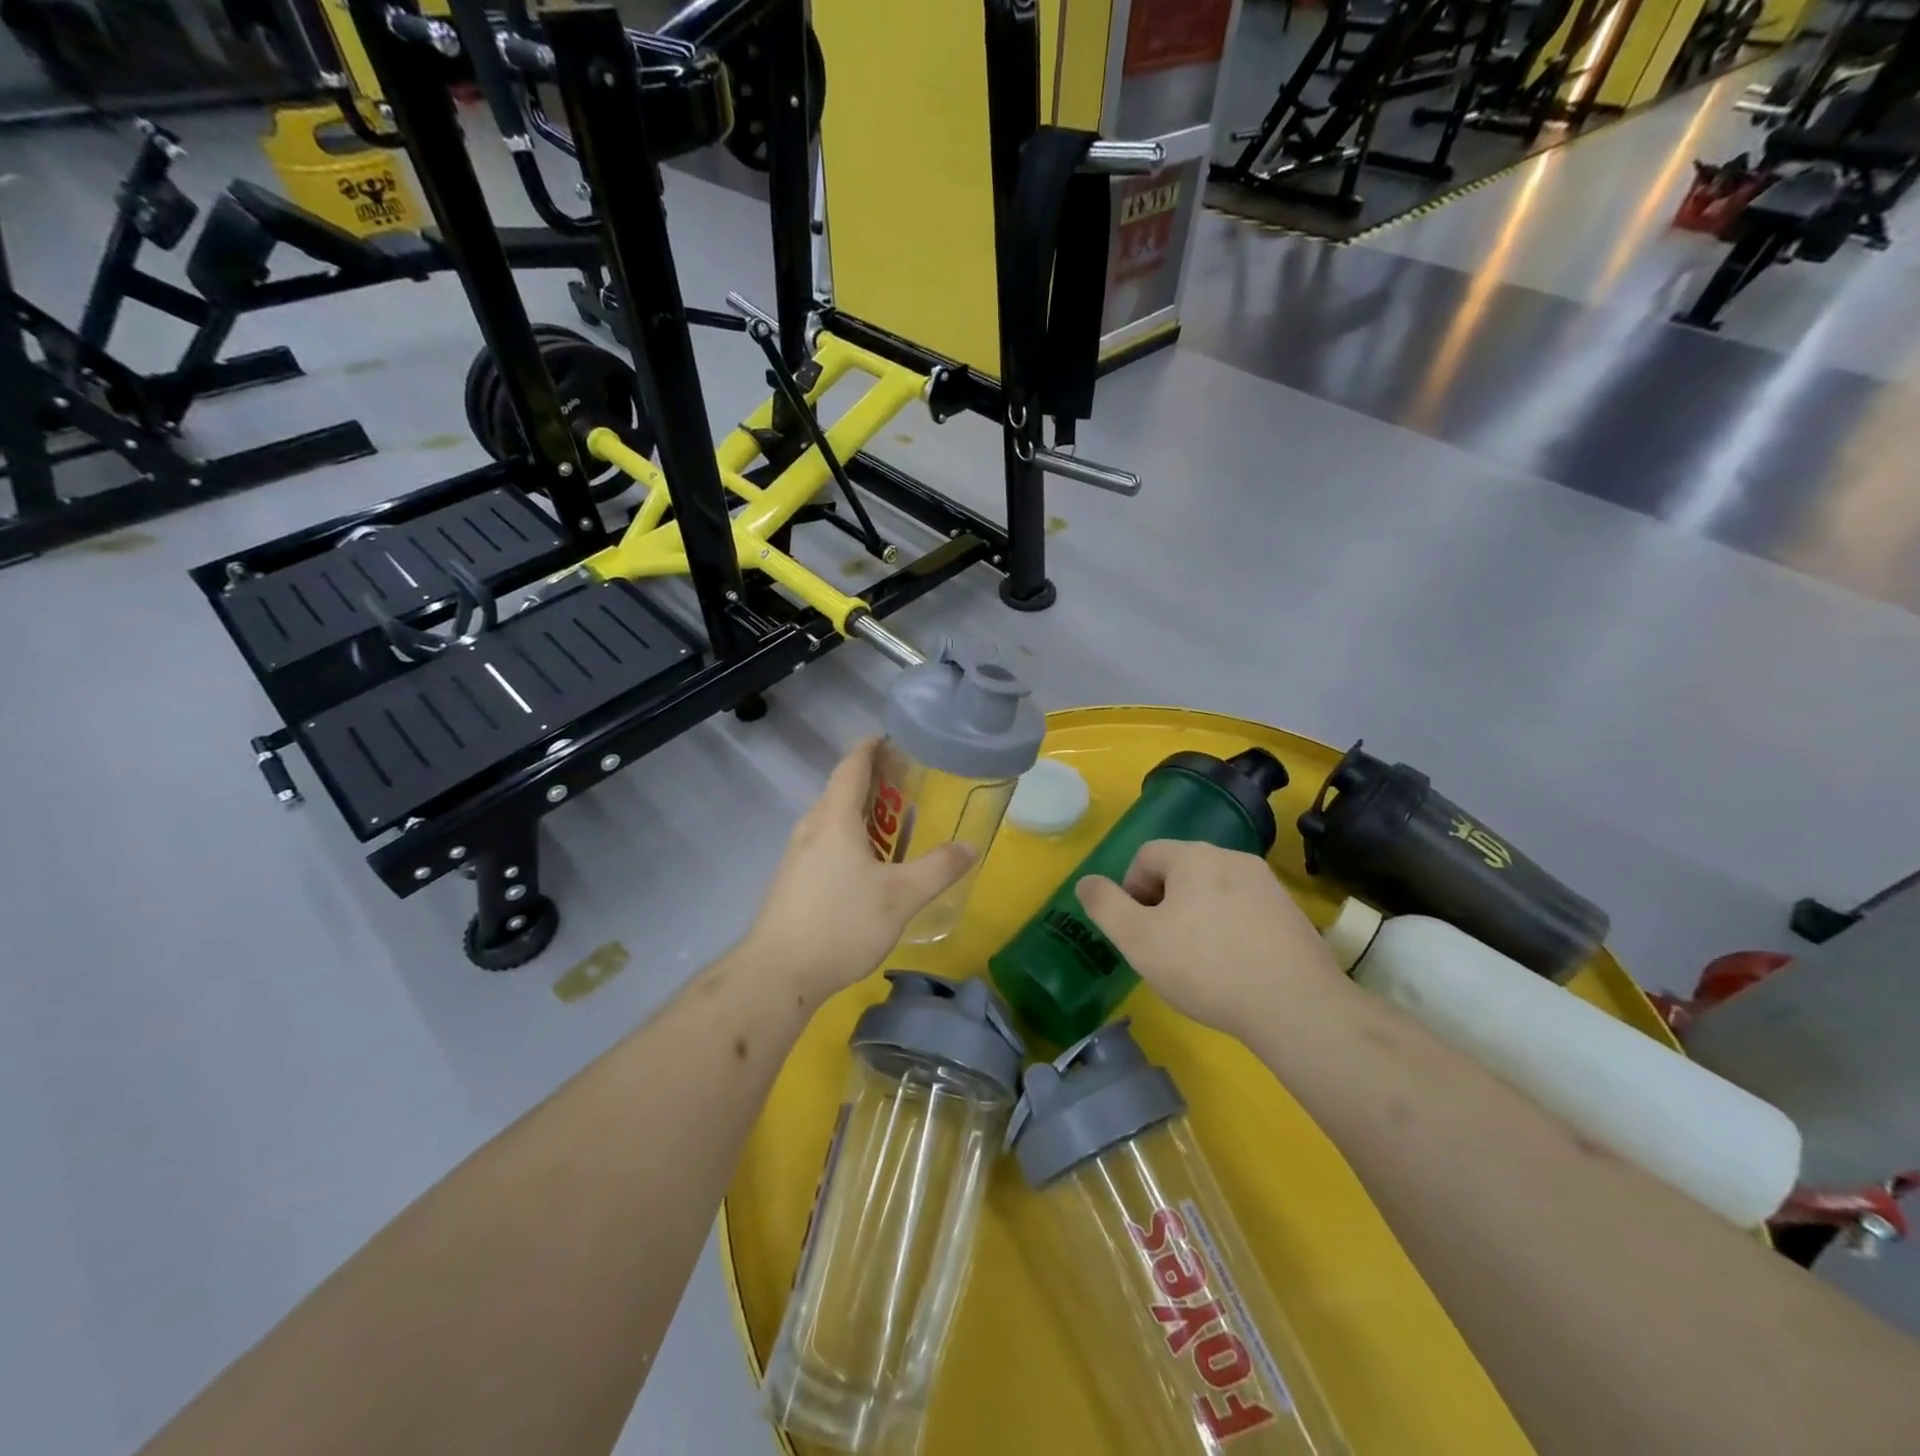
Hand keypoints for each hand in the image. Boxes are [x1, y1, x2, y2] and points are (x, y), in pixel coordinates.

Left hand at [744, 738, 973, 1002]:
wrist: (778, 972)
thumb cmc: (841, 924)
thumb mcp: (901, 897)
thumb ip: (938, 869)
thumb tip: (971, 846)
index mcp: (835, 819)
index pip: (852, 766)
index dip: (871, 747)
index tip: (894, 738)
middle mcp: (811, 827)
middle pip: (841, 789)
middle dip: (873, 780)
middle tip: (909, 783)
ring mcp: (797, 854)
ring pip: (832, 818)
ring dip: (861, 811)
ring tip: (893, 822)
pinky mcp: (792, 879)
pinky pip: (825, 841)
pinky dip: (849, 836)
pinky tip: (867, 863)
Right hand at [1074, 840, 1346, 1033]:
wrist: (1296, 1005)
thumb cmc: (1206, 968)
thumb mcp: (1138, 940)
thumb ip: (1105, 905)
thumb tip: (1086, 882)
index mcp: (1193, 857)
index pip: (1146, 855)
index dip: (1131, 890)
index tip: (1137, 930)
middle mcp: (1232, 858)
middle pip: (1181, 870)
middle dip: (1163, 902)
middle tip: (1163, 946)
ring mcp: (1267, 884)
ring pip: (1214, 890)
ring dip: (1196, 915)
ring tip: (1197, 959)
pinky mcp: (1290, 912)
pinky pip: (1244, 909)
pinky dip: (1229, 928)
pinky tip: (1233, 965)